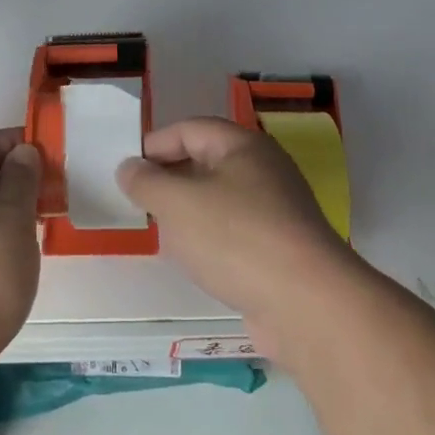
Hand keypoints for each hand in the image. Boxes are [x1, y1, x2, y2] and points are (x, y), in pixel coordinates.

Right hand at [116, 117, 359, 349]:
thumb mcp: (176, 203)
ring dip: (190, 211)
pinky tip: (196, 261)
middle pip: (207, 161)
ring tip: (161, 231)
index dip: (155, 143)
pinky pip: (236, 232)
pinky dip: (211, 239)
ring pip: (221, 199)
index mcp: (243, 146)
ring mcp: (278, 211)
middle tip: (139, 200)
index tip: (127, 169)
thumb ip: (146, 182)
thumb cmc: (235, 238)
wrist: (307, 305)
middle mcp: (265, 170)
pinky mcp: (283, 250)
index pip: (190, 129)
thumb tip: (129, 167)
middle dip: (170, 178)